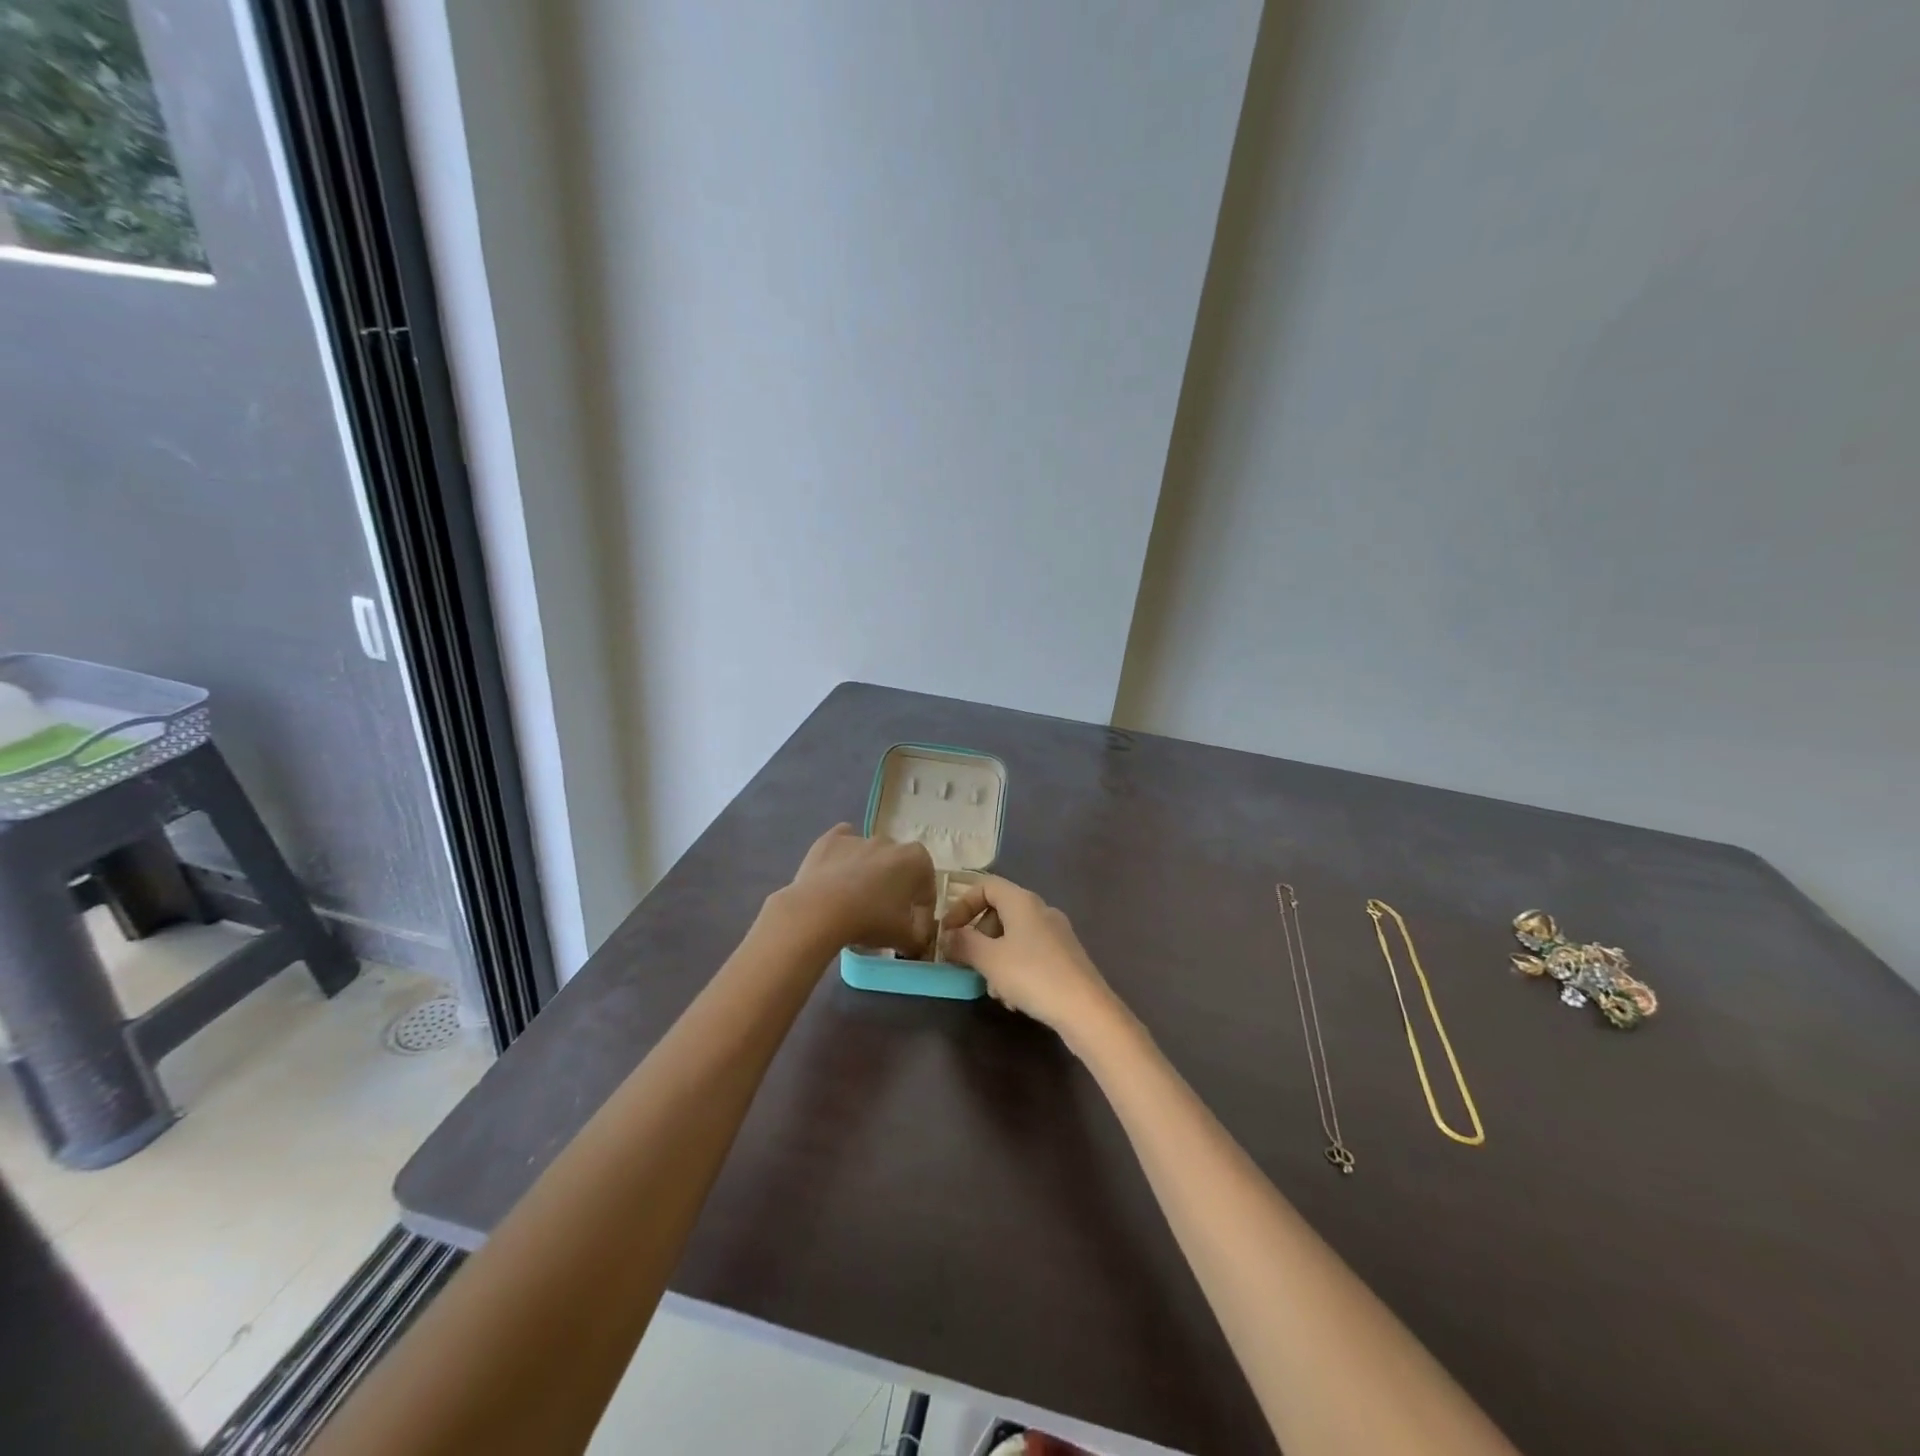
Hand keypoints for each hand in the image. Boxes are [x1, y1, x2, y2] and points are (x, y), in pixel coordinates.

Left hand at [783, 823, 935, 955]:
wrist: (820, 910)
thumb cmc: (870, 920)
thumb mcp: (904, 938)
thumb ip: (918, 939)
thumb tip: (917, 942)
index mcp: (917, 860)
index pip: (926, 892)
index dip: (921, 916)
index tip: (911, 935)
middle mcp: (891, 842)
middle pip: (898, 871)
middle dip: (895, 892)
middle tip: (884, 919)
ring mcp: (859, 838)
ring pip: (870, 858)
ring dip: (868, 876)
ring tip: (855, 905)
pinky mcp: (830, 840)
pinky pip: (842, 846)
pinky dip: (843, 858)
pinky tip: (837, 878)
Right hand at [942, 875, 1129, 1046]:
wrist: (1086, 1010)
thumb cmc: (1033, 976)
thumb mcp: (989, 959)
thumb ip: (964, 943)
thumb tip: (948, 936)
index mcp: (1022, 901)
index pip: (985, 886)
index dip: (962, 905)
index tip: (948, 932)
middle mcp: (1041, 910)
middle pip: (999, 912)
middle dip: (978, 937)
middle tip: (966, 963)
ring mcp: (1057, 933)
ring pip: (1013, 937)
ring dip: (995, 959)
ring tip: (993, 989)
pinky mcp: (1066, 957)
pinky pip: (1030, 954)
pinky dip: (1015, 970)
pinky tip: (1014, 999)